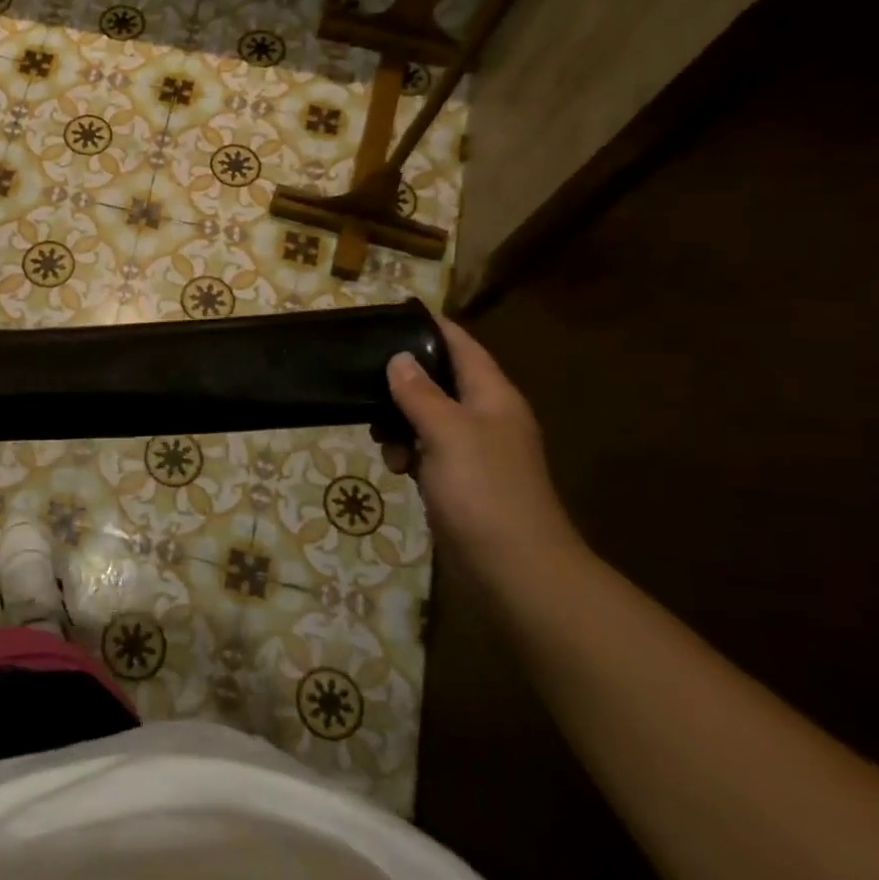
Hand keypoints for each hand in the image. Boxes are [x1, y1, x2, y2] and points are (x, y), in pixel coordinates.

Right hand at [383, 317, 576, 572]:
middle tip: (365, 378)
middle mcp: (486, 417)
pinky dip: (406, 452)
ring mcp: (474, 451)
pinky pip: (426, 451)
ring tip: (378, 434)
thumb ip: (420, 393)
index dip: (432, 327)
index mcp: (493, 397)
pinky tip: (394, 466)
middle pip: (441, 381)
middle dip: (404, 380)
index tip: (394, 312)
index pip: (463, 346)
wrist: (513, 566)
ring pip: (428, 418)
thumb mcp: (447, 432)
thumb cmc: (483, 490)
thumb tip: (398, 358)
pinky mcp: (460, 480)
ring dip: (400, 421)